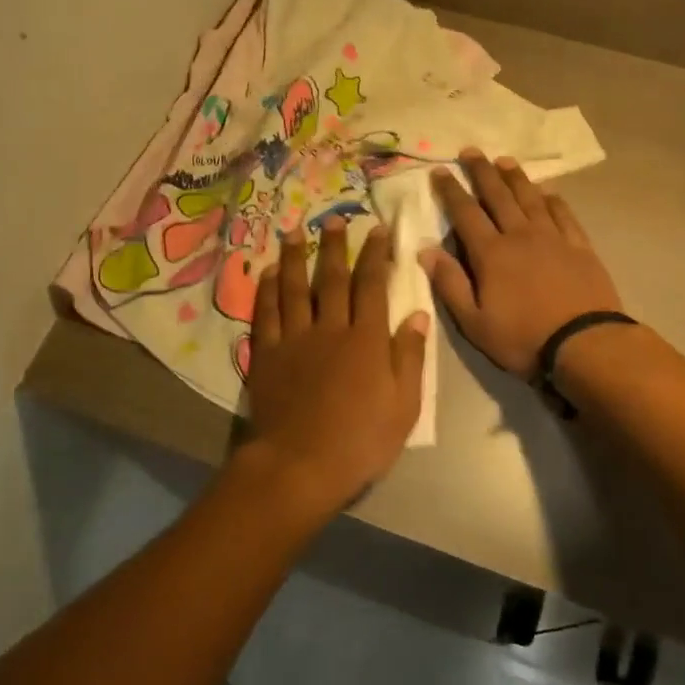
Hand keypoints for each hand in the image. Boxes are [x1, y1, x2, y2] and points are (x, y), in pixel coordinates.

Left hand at [233, 219, 429, 519]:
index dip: (376, 256)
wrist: (301, 465)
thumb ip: (410, 357)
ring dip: (295, 258)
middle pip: (332, 279)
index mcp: (367, 340)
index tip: (377, 231)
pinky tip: (267, 273)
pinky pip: (266, 314)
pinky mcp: (267, 354)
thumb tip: (418, 314)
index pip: (373, 286)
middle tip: (335, 219)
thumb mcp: (404, 406)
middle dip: (335, 247)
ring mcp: (295, 339)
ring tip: (295, 232)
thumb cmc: (361, 441)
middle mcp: (331, 328)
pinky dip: (267, 291)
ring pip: (295, 288)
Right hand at [423, 150, 622, 379]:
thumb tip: (426, 250)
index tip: (440, 171)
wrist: (585, 343)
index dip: (451, 191)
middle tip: (471, 150)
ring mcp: (553, 238)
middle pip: (498, 196)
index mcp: (491, 253)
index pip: (465, 213)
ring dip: (516, 178)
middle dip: (482, 172)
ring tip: (505, 160)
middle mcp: (520, 235)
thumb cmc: (523, 338)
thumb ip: (449, 284)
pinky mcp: (580, 246)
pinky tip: (548, 192)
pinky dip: (553, 199)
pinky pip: (563, 214)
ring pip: (530, 198)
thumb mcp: (474, 322)